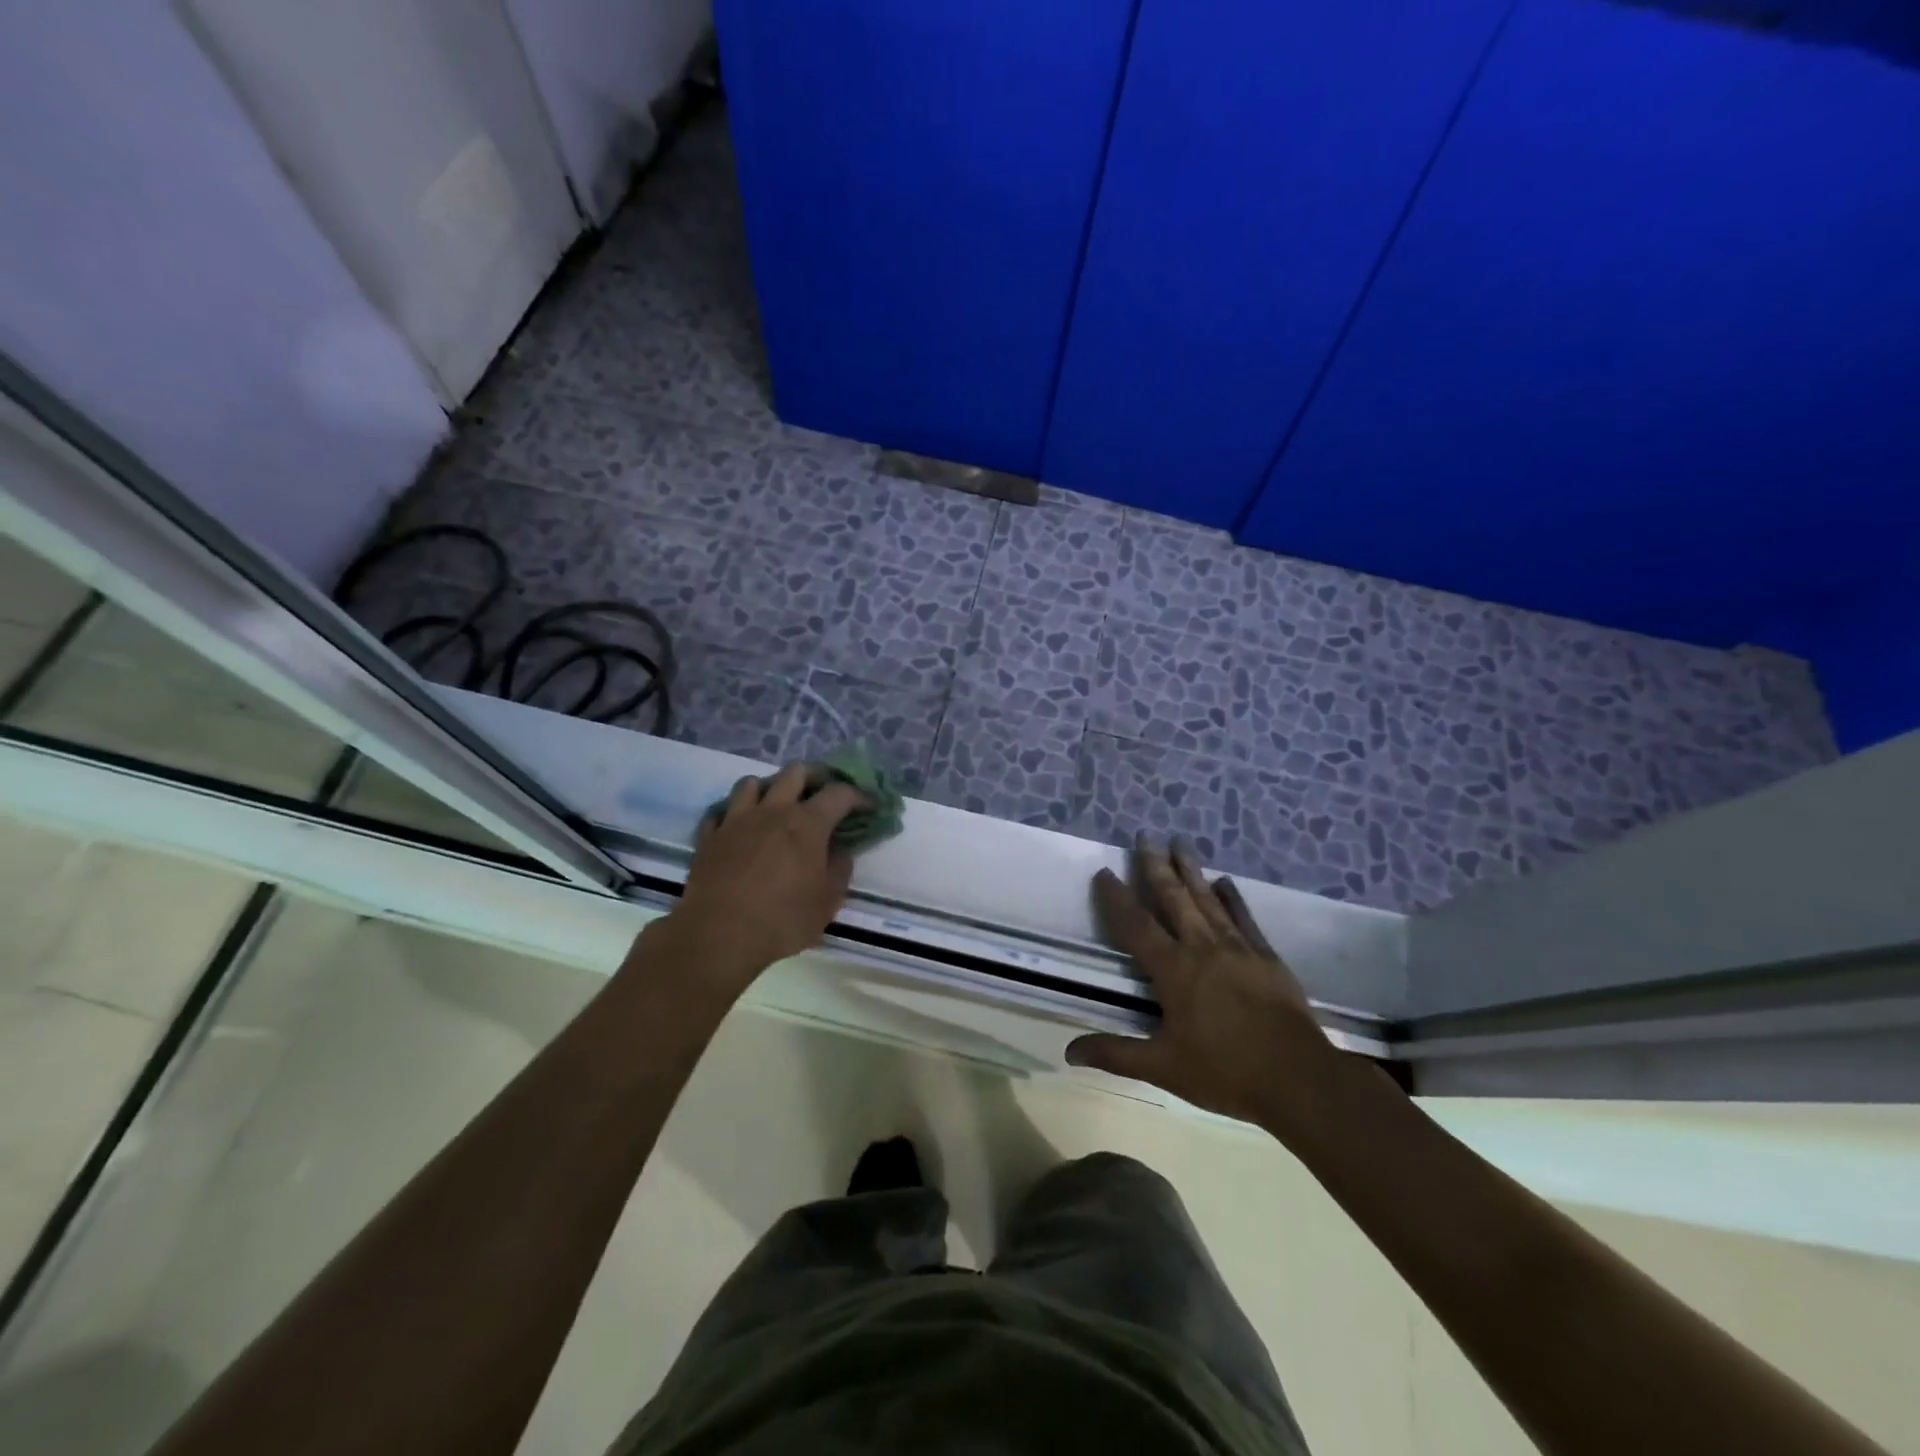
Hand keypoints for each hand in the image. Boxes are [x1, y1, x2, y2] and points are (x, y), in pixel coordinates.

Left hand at [667, 765, 869, 992]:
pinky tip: (738, 829)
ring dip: (768, 789)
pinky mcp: (710, 837)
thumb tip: (841, 851)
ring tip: (775, 806)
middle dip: (813, 777)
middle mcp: (773, 811)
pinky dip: (732, 815)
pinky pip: (720, 812)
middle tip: (821, 794)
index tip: (868, 807)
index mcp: (807, 824)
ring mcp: (737, 820)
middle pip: (795, 772)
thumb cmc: (783, 919)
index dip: (858, 796)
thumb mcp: (827, 902)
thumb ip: (840, 870)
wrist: (719, 935)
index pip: (839, 793)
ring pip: (751, 783)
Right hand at [1066, 836, 1346, 1138]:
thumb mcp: (1163, 1067)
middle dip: (1156, 866)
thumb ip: (1115, 1054)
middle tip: (1146, 836)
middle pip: (1174, 898)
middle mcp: (1202, 947)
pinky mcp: (1267, 956)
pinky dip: (1233, 897)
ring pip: (1208, 899)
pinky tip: (1225, 881)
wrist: (1299, 1078)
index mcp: (1173, 970)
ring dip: (1191, 870)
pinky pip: (1244, 917)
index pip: (1136, 926)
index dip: (1117, 899)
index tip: (1104, 872)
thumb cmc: (1224, 1072)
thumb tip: (1069, 1052)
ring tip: (1180, 842)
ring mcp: (1238, 948)